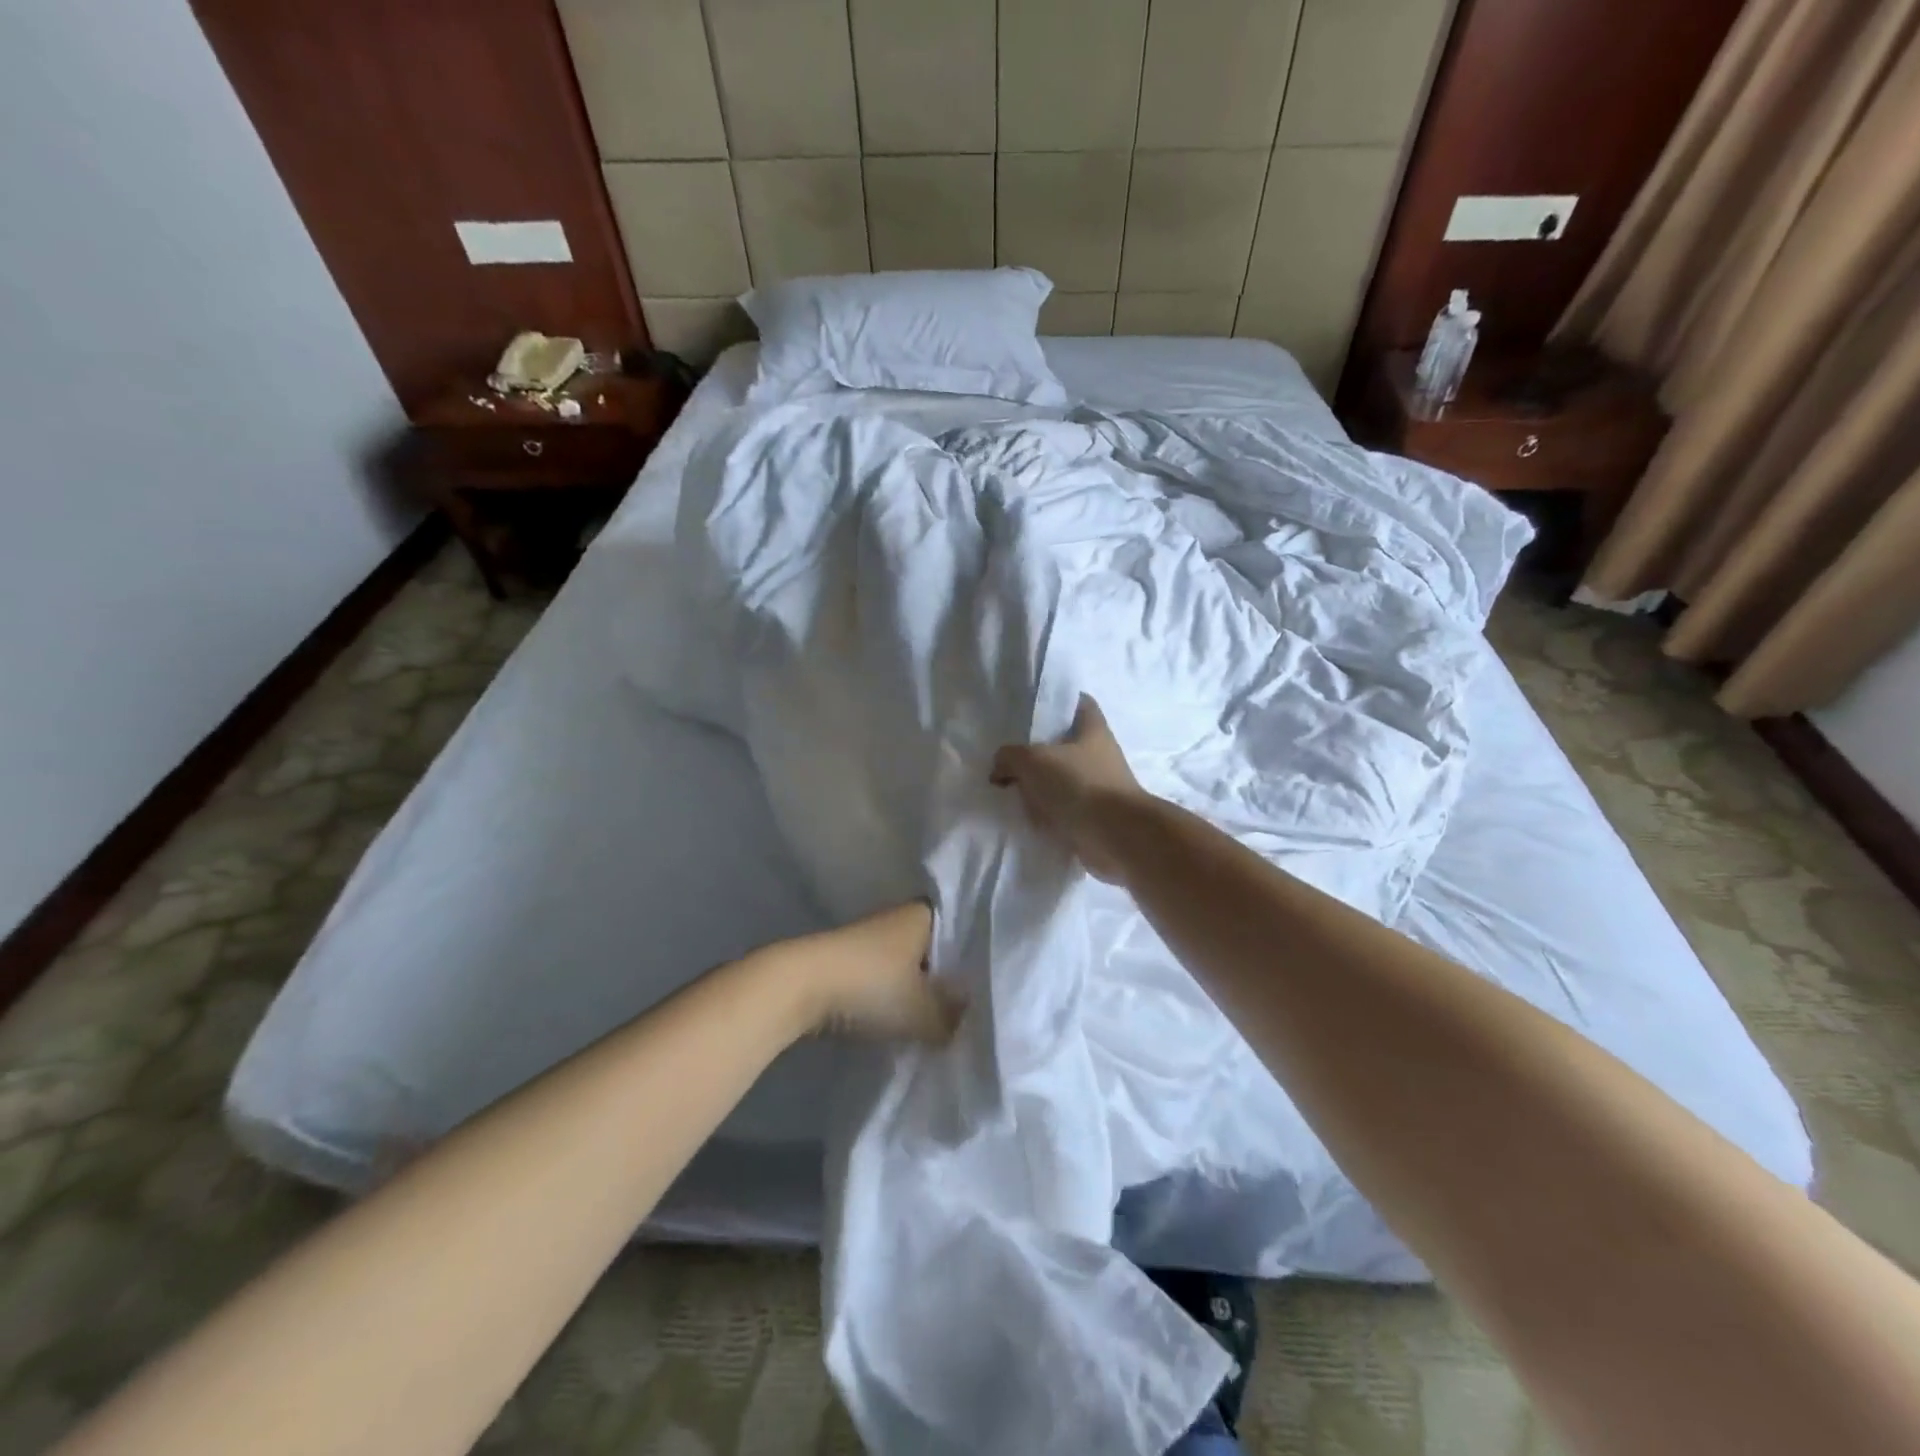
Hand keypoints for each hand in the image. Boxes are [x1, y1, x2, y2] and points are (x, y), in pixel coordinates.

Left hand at [788, 902, 958, 1042]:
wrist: (797, 987)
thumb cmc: (870, 986)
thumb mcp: (923, 1011)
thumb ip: (953, 1017)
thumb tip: (972, 1019)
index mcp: (922, 915)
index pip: (961, 926)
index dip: (975, 951)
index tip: (990, 978)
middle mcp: (897, 918)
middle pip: (933, 947)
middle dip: (946, 973)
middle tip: (970, 1004)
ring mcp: (868, 938)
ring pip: (906, 963)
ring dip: (916, 986)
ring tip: (939, 1016)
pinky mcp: (846, 960)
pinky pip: (882, 976)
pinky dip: (891, 994)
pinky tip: (902, 1017)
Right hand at [990, 695, 1150, 884]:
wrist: (1116, 837)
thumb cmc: (1079, 784)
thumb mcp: (1033, 760)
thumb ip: (1009, 757)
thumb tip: (999, 769)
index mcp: (1093, 729)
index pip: (1078, 702)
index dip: (1057, 702)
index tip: (1030, 710)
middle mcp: (1100, 754)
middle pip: (1065, 744)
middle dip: (1038, 750)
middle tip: (1008, 756)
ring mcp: (1099, 787)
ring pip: (1062, 779)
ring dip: (1040, 786)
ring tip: (1009, 790)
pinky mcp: (1094, 817)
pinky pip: (1063, 809)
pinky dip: (1046, 814)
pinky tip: (1024, 817)